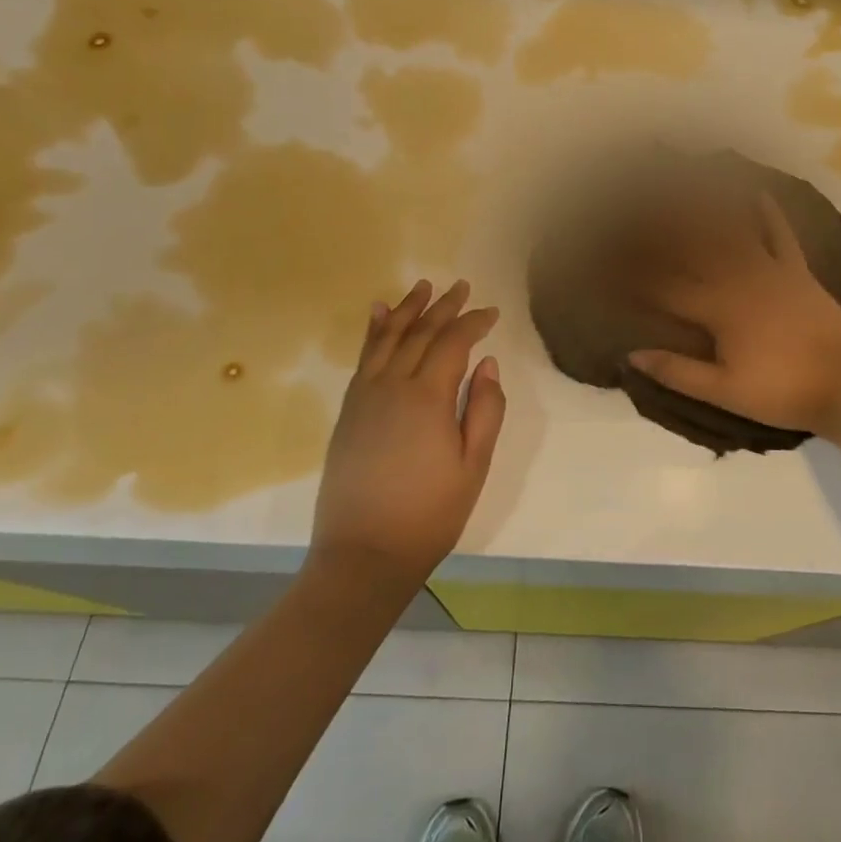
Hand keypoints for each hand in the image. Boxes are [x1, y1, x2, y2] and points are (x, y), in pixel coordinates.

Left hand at [311, 279, 504, 587]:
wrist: (363, 555)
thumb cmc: (430, 514)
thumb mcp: (473, 465)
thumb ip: (485, 409)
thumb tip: (488, 363)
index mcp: (427, 397)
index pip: (453, 343)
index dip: (474, 323)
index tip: (492, 312)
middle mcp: (392, 385)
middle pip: (420, 333)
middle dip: (443, 307)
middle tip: (460, 285)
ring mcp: (364, 396)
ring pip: (387, 338)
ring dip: (407, 309)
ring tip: (422, 286)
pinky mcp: (348, 411)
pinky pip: (363, 358)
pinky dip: (373, 331)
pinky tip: (377, 314)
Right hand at [628, 192, 840, 437]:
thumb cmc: (781, 391)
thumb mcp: (724, 391)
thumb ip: (677, 371)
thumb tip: (630, 355)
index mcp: (718, 309)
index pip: (666, 288)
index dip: (635, 275)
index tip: (609, 261)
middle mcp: (739, 279)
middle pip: (694, 250)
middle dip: (663, 230)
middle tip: (638, 206)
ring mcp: (771, 270)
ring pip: (732, 234)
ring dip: (708, 210)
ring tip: (685, 186)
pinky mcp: (798, 271)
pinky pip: (781, 235)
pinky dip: (769, 213)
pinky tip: (757, 192)